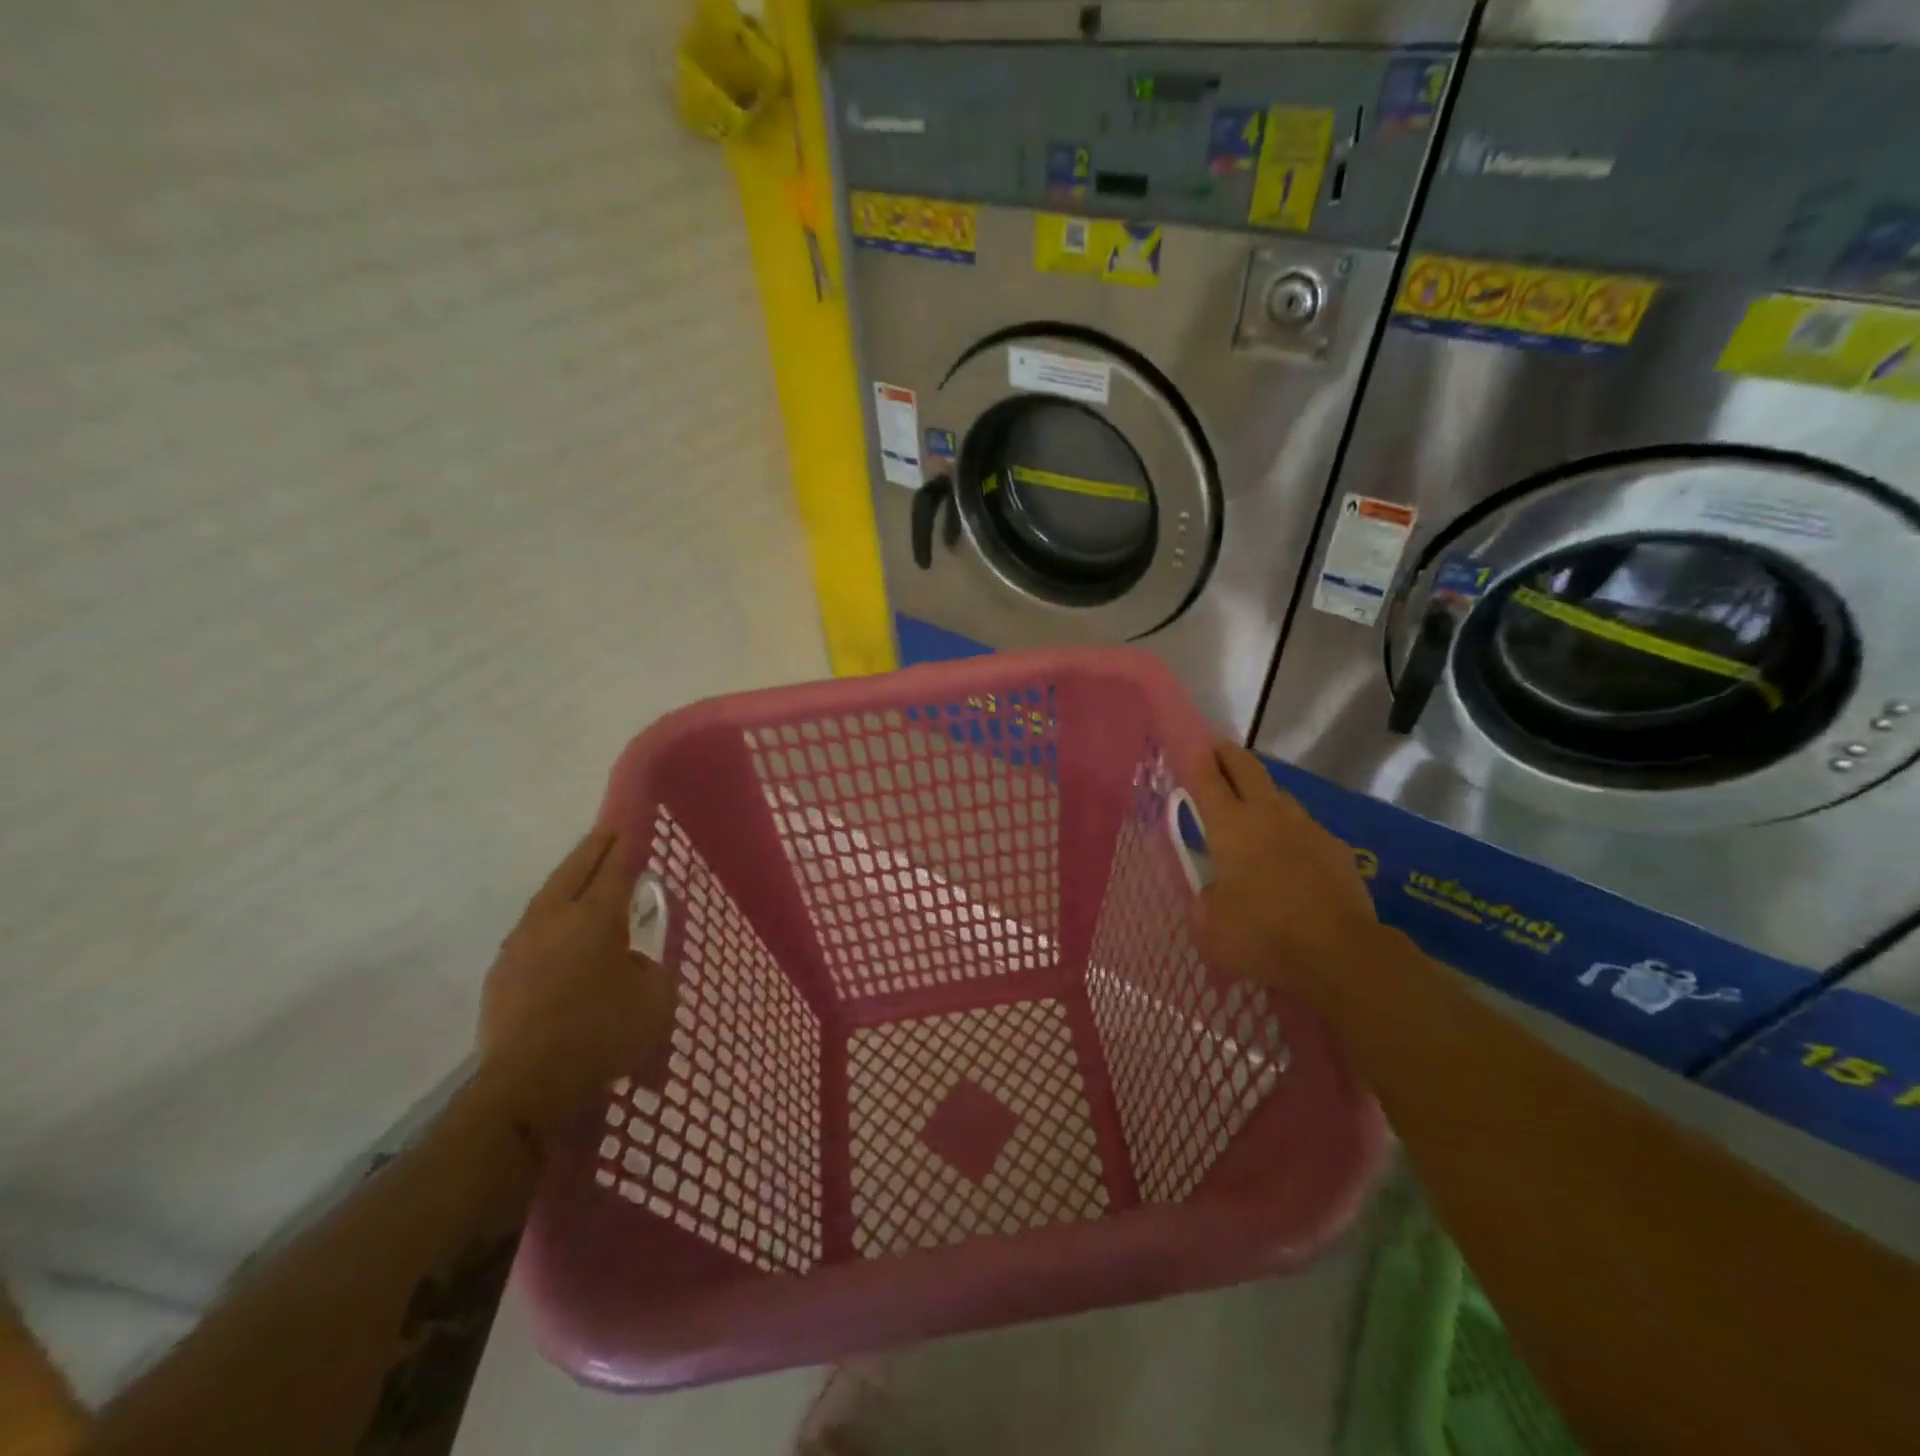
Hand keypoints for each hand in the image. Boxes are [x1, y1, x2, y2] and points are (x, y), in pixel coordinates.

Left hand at [478, 830, 676, 1140]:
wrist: (529, 1087)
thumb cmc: (604, 1034)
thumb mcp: (656, 998)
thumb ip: (651, 967)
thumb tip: (634, 960)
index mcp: (596, 917)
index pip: (616, 866)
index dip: (628, 842)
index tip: (632, 821)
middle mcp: (554, 918)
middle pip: (575, 870)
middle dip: (595, 848)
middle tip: (609, 831)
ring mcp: (522, 944)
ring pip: (547, 896)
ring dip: (568, 880)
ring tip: (583, 873)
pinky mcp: (502, 972)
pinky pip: (532, 928)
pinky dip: (550, 916)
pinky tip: (557, 928)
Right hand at [1188, 743, 1383, 1003]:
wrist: (1339, 952)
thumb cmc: (1261, 935)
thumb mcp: (1210, 924)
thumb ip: (1204, 897)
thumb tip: (1212, 887)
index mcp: (1229, 826)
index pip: (1207, 779)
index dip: (1196, 760)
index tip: (1191, 746)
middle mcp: (1266, 814)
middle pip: (1246, 768)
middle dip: (1229, 755)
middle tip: (1217, 752)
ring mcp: (1306, 827)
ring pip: (1279, 794)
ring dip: (1261, 792)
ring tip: (1251, 805)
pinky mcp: (1334, 847)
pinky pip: (1305, 827)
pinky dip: (1290, 829)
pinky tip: (1288, 851)